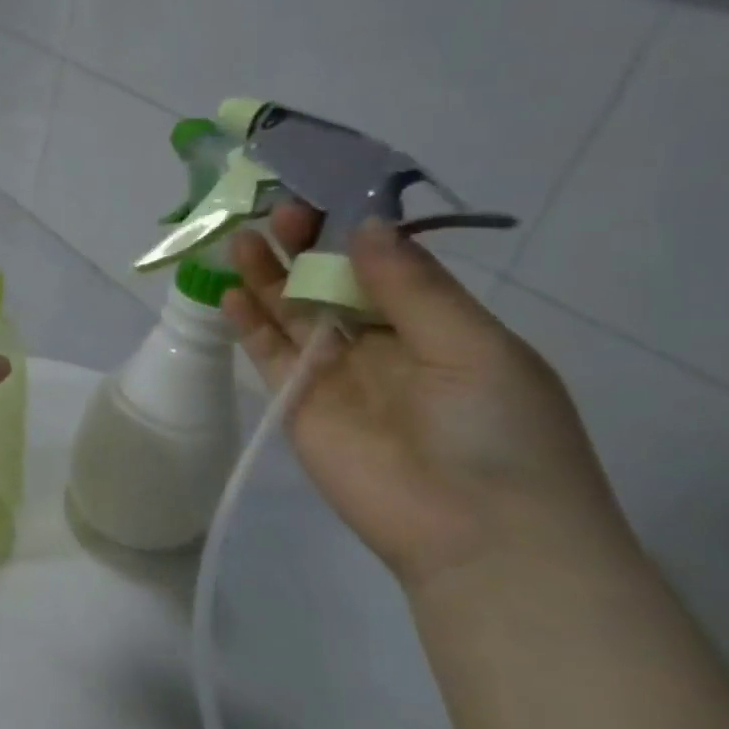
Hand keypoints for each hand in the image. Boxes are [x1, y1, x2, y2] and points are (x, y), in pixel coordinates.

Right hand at [223, 207, 627, 592]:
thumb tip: (364, 227)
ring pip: (292, 314)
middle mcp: (380, 344)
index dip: (351, 232)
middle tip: (276, 213)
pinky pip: (268, 354)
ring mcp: (334, 374)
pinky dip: (249, 324)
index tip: (322, 197)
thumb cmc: (497, 431)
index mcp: (434, 326)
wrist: (473, 532)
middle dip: (303, 248)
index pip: (382, 266)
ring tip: (241, 239)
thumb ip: (412, 287)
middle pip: (329, 285)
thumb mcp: (472, 346)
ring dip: (268, 277)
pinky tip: (232, 293)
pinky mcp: (296, 402)